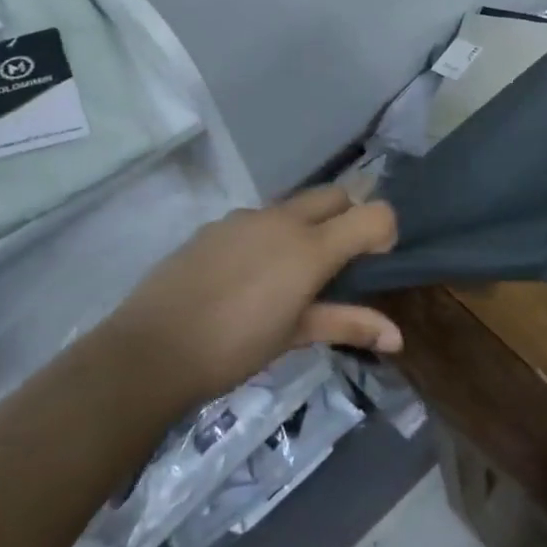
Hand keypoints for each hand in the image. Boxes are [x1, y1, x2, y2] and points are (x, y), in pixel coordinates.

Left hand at [94, 186, 399, 405]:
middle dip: (349, 218)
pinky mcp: (215, 226)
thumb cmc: (234, 348)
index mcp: (311, 247)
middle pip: (337, 195)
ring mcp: (245, 218)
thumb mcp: (296, 336)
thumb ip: (350, 325)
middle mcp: (283, 220)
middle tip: (337, 263)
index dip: (385, 232)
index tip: (373, 263)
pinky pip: (258, 219)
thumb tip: (398, 338)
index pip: (374, 214)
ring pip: (295, 205)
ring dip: (309, 226)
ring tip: (289, 274)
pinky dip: (270, 235)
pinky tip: (248, 276)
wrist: (149, 351)